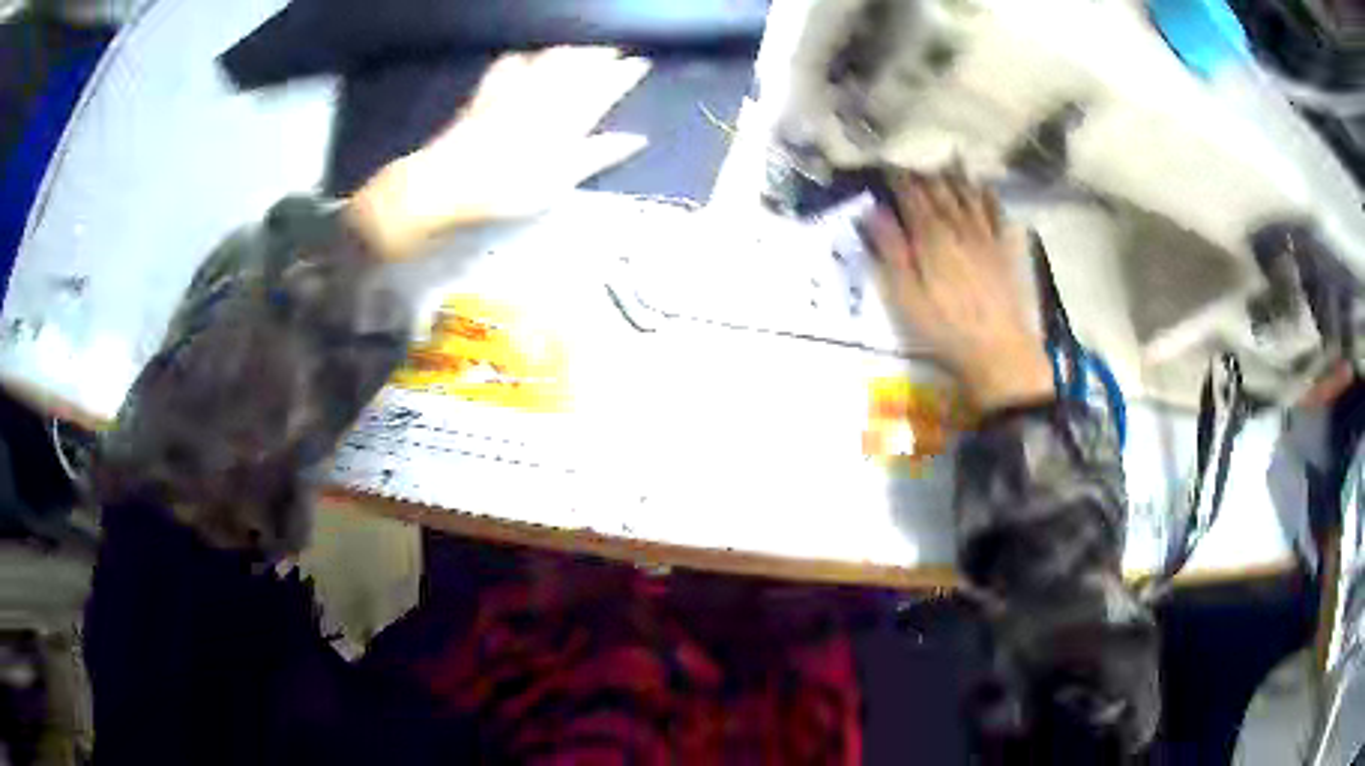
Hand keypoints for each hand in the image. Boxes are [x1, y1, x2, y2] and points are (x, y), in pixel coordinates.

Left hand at [347, 47, 649, 260]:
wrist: (447, 181)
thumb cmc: (507, 187)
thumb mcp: (561, 178)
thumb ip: (599, 154)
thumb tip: (636, 139)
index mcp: (566, 115)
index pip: (603, 86)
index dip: (623, 74)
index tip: (639, 64)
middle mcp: (543, 94)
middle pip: (577, 66)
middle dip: (599, 56)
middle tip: (615, 52)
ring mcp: (512, 90)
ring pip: (548, 59)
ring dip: (569, 51)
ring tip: (581, 50)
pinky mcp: (486, 93)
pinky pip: (509, 66)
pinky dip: (523, 58)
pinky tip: (525, 57)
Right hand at [869, 173, 1053, 410]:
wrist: (999, 350)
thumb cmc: (945, 328)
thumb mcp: (906, 296)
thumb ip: (890, 251)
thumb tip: (873, 211)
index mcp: (931, 236)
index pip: (911, 195)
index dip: (899, 177)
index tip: (887, 163)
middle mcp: (959, 226)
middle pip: (940, 190)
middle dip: (924, 172)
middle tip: (913, 159)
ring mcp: (986, 235)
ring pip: (968, 194)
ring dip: (954, 175)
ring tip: (945, 160)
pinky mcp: (1005, 249)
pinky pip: (997, 212)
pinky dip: (988, 195)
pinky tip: (984, 186)